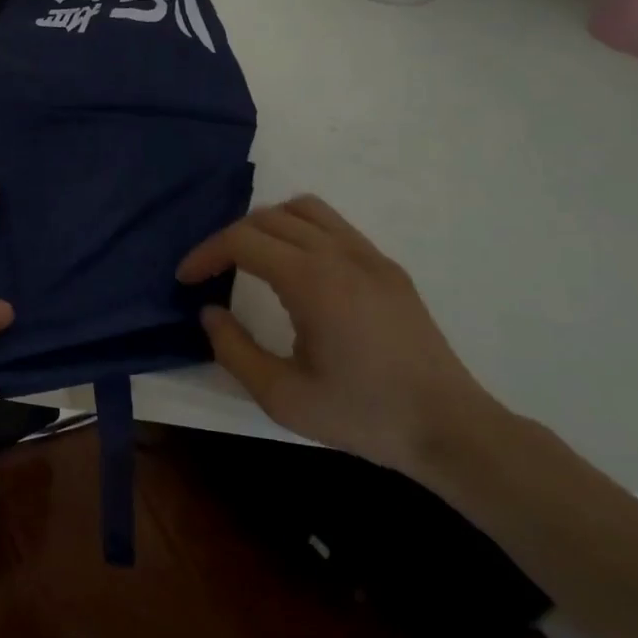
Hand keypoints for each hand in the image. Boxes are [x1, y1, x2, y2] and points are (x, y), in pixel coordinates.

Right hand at [179, 195, 499, 476]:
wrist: (451, 429)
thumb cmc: (363, 415)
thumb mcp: (283, 397)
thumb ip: (234, 351)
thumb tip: (211, 312)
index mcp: (312, 281)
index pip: (242, 240)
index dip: (205, 253)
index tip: (186, 278)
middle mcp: (339, 254)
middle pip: (268, 217)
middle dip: (230, 238)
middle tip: (213, 272)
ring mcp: (369, 256)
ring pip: (304, 209)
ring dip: (267, 224)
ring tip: (252, 258)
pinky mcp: (388, 267)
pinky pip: (334, 225)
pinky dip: (302, 230)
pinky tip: (298, 268)